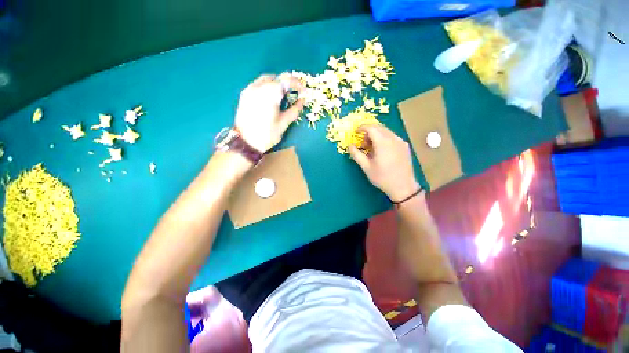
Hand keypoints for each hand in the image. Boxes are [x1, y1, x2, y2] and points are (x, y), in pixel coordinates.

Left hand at [234, 73, 303, 152]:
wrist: (246, 142)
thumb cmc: (267, 134)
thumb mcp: (284, 123)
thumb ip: (294, 110)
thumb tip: (302, 100)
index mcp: (270, 93)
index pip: (286, 80)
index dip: (297, 83)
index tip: (303, 90)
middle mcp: (258, 87)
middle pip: (276, 78)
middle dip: (287, 83)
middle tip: (294, 94)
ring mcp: (250, 90)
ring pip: (266, 79)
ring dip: (277, 84)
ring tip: (282, 96)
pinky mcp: (244, 95)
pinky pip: (258, 85)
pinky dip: (267, 87)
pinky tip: (270, 98)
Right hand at [349, 125, 420, 201]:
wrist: (403, 186)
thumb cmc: (382, 177)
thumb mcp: (366, 167)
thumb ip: (356, 154)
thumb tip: (350, 146)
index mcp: (383, 142)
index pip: (371, 128)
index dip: (362, 128)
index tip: (355, 132)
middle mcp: (393, 138)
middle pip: (379, 128)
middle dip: (368, 131)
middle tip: (362, 141)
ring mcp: (401, 141)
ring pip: (386, 131)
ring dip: (376, 134)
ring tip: (371, 146)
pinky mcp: (405, 146)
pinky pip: (392, 137)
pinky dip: (384, 138)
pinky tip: (381, 149)